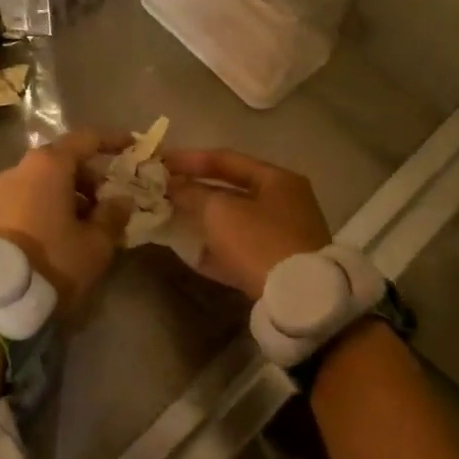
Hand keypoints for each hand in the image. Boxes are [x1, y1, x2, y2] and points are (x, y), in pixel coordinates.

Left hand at [0, 130, 131, 313]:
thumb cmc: (54, 259)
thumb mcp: (96, 243)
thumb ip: (113, 216)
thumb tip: (120, 200)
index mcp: (49, 164)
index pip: (86, 139)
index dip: (112, 141)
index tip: (131, 147)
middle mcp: (22, 167)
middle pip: (63, 160)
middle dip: (90, 175)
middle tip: (112, 199)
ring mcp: (3, 189)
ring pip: (45, 180)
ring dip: (70, 193)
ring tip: (91, 222)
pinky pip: (30, 196)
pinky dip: (51, 203)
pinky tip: (65, 231)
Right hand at [165, 147, 330, 300]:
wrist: (298, 299)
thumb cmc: (259, 242)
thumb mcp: (219, 211)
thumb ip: (192, 194)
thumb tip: (173, 185)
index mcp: (276, 180)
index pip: (226, 159)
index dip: (189, 159)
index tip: (160, 163)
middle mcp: (284, 203)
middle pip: (230, 190)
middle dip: (194, 191)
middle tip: (163, 191)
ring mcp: (283, 236)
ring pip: (233, 221)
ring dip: (202, 219)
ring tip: (170, 219)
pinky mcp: (276, 265)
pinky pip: (238, 248)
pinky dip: (214, 247)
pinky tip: (188, 251)